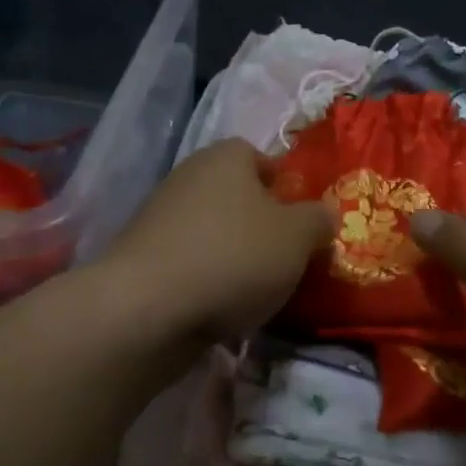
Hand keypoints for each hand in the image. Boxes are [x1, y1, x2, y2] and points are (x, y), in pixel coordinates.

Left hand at [101, 139, 333, 344]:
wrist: (146, 309)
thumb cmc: (234, 257)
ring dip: (235, 255)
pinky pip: (190, 263)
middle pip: (236, 196)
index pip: (260, 156)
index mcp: (225, 158)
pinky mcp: (142, 259)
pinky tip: (222, 308)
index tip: (301, 219)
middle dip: (261, 224)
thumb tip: (323, 215)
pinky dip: (208, 280)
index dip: (284, 184)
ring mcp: (159, 218)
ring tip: (257, 290)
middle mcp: (188, 177)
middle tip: (286, 256)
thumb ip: (319, 220)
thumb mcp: (298, 237)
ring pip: (213, 232)